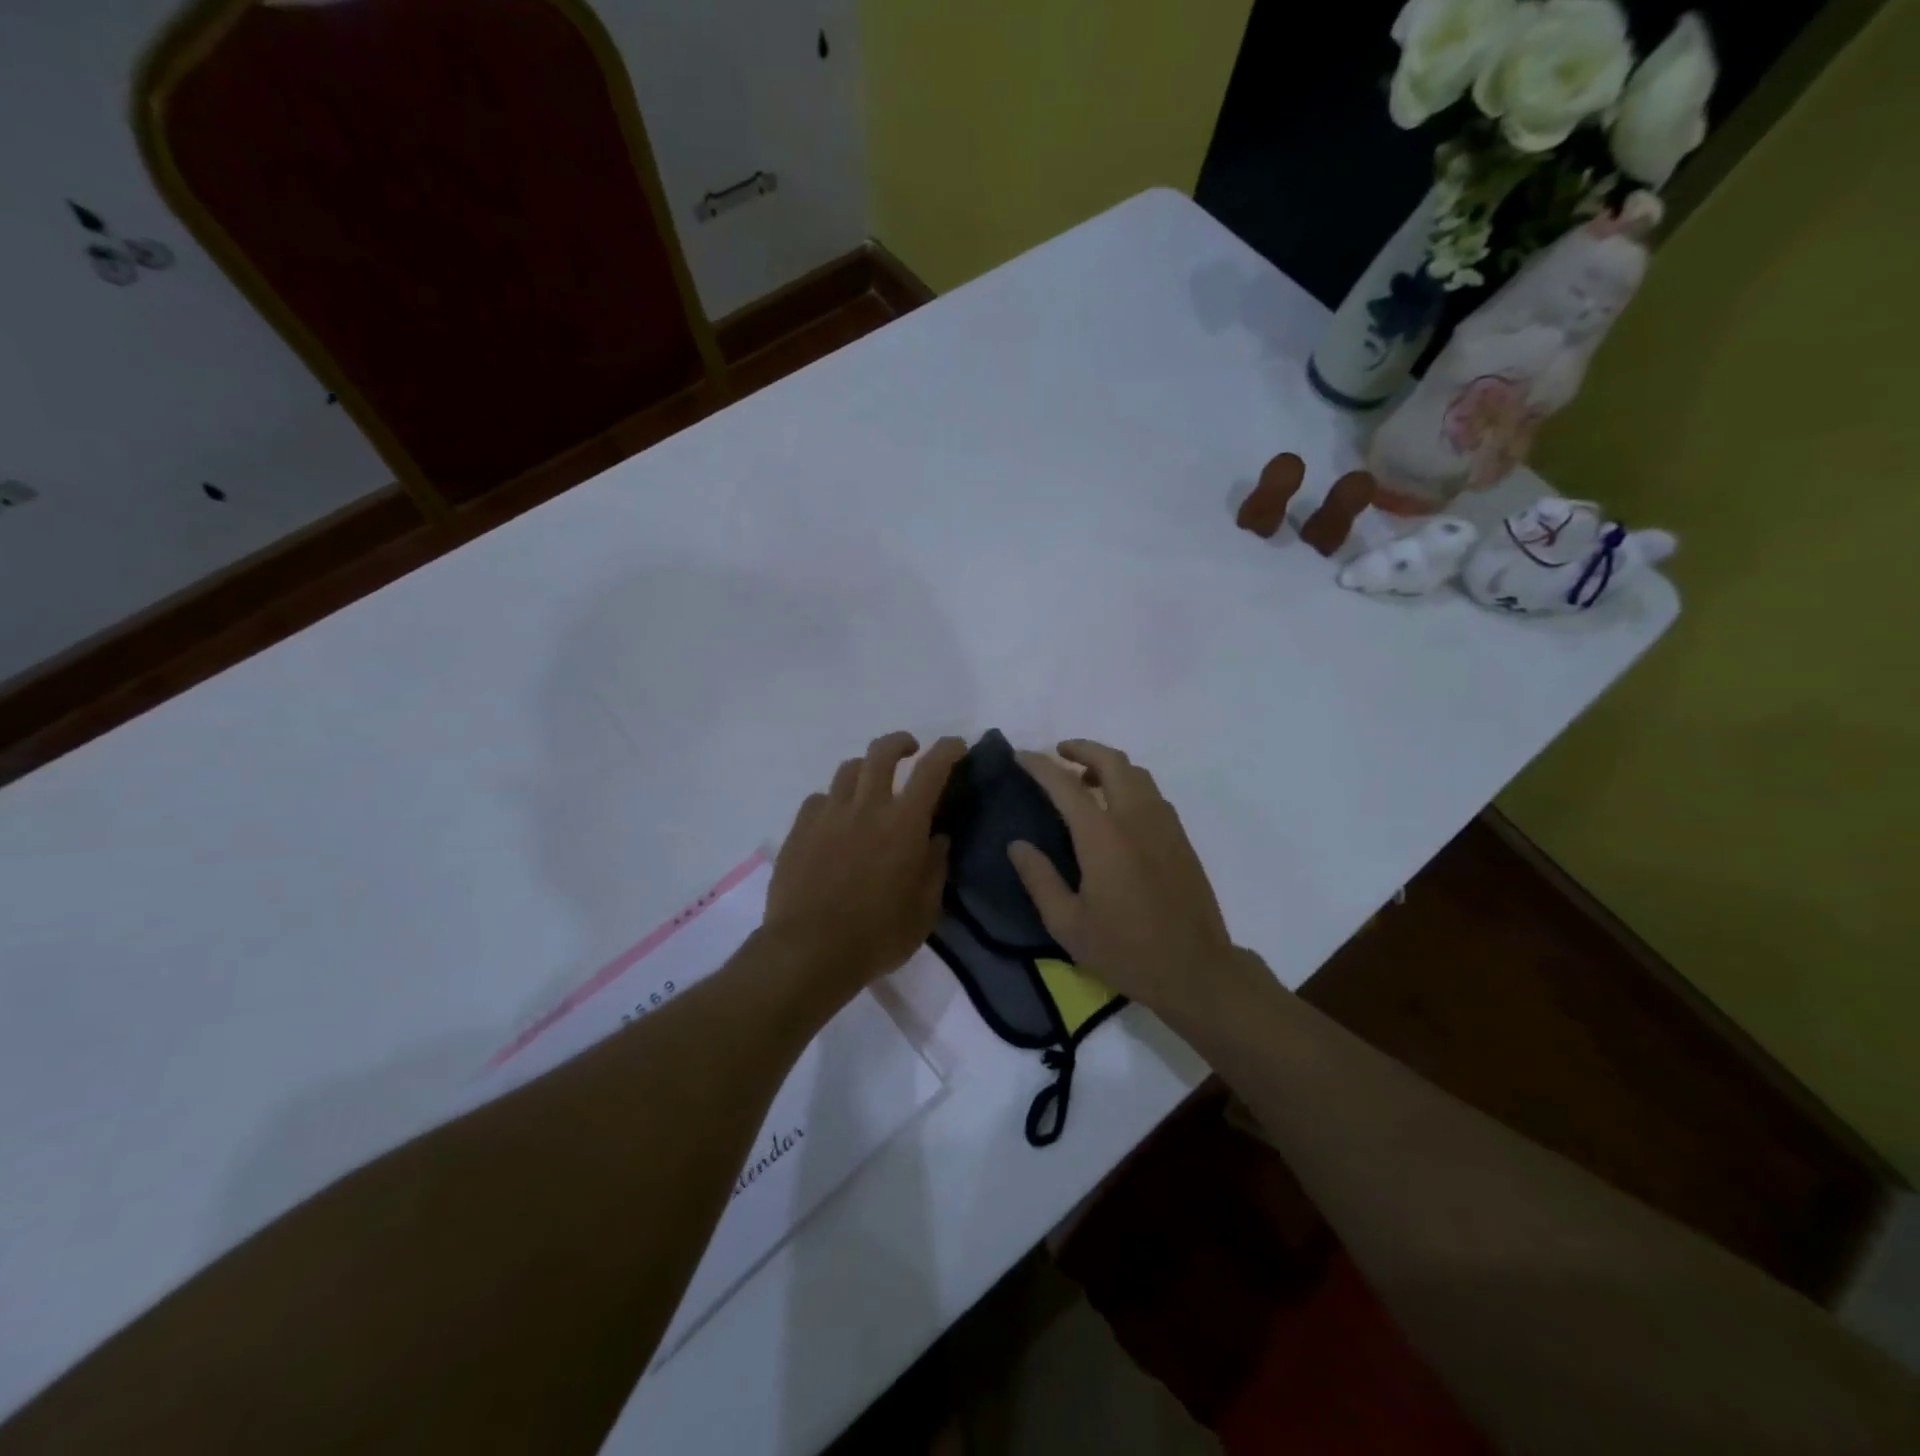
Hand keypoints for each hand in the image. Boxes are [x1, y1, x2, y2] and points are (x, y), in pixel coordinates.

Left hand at [763, 731, 966, 1002]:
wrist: (809, 951)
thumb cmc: (877, 935)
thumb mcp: (924, 910)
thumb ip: (935, 868)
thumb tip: (938, 838)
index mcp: (904, 824)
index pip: (931, 769)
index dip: (947, 749)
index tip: (956, 746)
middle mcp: (866, 807)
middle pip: (881, 751)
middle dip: (900, 742)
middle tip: (909, 751)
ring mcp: (828, 815)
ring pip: (848, 770)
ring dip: (866, 770)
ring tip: (871, 788)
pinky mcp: (799, 829)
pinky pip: (819, 799)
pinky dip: (834, 802)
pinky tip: (835, 822)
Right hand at [1009, 740, 1264, 1030]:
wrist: (1195, 970)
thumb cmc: (1125, 950)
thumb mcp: (1068, 924)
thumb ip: (1039, 879)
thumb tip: (1017, 845)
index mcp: (1103, 836)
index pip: (1065, 785)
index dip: (1039, 765)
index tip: (1020, 756)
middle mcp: (1135, 818)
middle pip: (1111, 762)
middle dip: (1082, 749)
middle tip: (1058, 753)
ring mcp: (1164, 825)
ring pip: (1137, 773)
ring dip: (1108, 765)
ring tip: (1085, 780)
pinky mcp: (1180, 838)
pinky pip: (1152, 794)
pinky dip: (1129, 784)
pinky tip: (1116, 809)